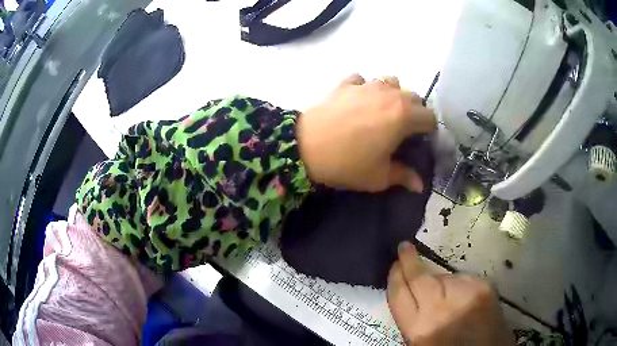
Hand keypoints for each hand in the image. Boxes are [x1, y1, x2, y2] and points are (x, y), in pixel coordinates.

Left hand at [296, 74, 435, 192]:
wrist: (305, 147)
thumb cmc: (347, 164)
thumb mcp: (379, 177)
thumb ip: (403, 176)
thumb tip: (420, 185)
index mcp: (404, 116)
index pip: (429, 117)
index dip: (427, 130)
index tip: (419, 141)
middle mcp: (389, 94)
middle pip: (414, 97)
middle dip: (414, 111)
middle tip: (402, 128)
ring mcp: (367, 85)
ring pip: (391, 81)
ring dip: (393, 94)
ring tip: (382, 110)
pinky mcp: (346, 83)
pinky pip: (363, 79)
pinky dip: (365, 88)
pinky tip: (357, 100)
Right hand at [387, 242, 513, 345]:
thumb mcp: (422, 342)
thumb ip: (415, 319)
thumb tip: (413, 294)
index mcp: (420, 329)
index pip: (400, 295)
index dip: (395, 277)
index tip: (394, 264)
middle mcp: (441, 308)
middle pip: (420, 278)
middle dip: (409, 261)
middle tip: (405, 248)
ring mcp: (466, 294)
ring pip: (444, 277)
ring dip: (440, 281)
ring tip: (448, 298)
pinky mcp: (485, 287)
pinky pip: (464, 278)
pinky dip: (460, 284)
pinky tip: (465, 298)